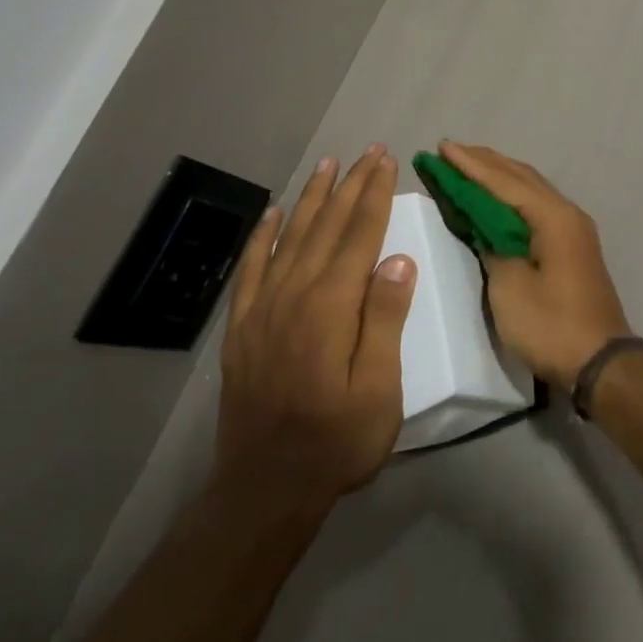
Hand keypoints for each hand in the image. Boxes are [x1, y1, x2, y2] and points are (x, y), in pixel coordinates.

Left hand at [215, 147, 415, 501]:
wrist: (264, 490)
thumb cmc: (337, 442)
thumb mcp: (379, 390)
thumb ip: (385, 321)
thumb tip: (399, 260)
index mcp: (330, 309)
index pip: (359, 237)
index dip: (375, 196)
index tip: (387, 162)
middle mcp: (294, 297)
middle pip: (326, 228)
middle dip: (350, 186)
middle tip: (367, 152)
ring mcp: (263, 311)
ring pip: (291, 239)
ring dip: (312, 199)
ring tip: (327, 166)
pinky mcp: (243, 328)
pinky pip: (254, 269)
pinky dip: (265, 237)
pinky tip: (275, 215)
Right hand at [439, 142, 631, 391]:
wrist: (600, 361)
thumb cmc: (551, 324)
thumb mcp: (510, 287)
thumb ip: (493, 247)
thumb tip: (486, 228)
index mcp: (553, 217)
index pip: (504, 181)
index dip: (470, 165)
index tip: (442, 146)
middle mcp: (567, 213)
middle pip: (522, 178)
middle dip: (486, 163)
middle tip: (451, 150)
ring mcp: (573, 230)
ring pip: (532, 190)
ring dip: (500, 177)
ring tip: (469, 165)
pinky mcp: (572, 247)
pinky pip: (537, 208)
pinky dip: (512, 198)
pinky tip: (497, 199)